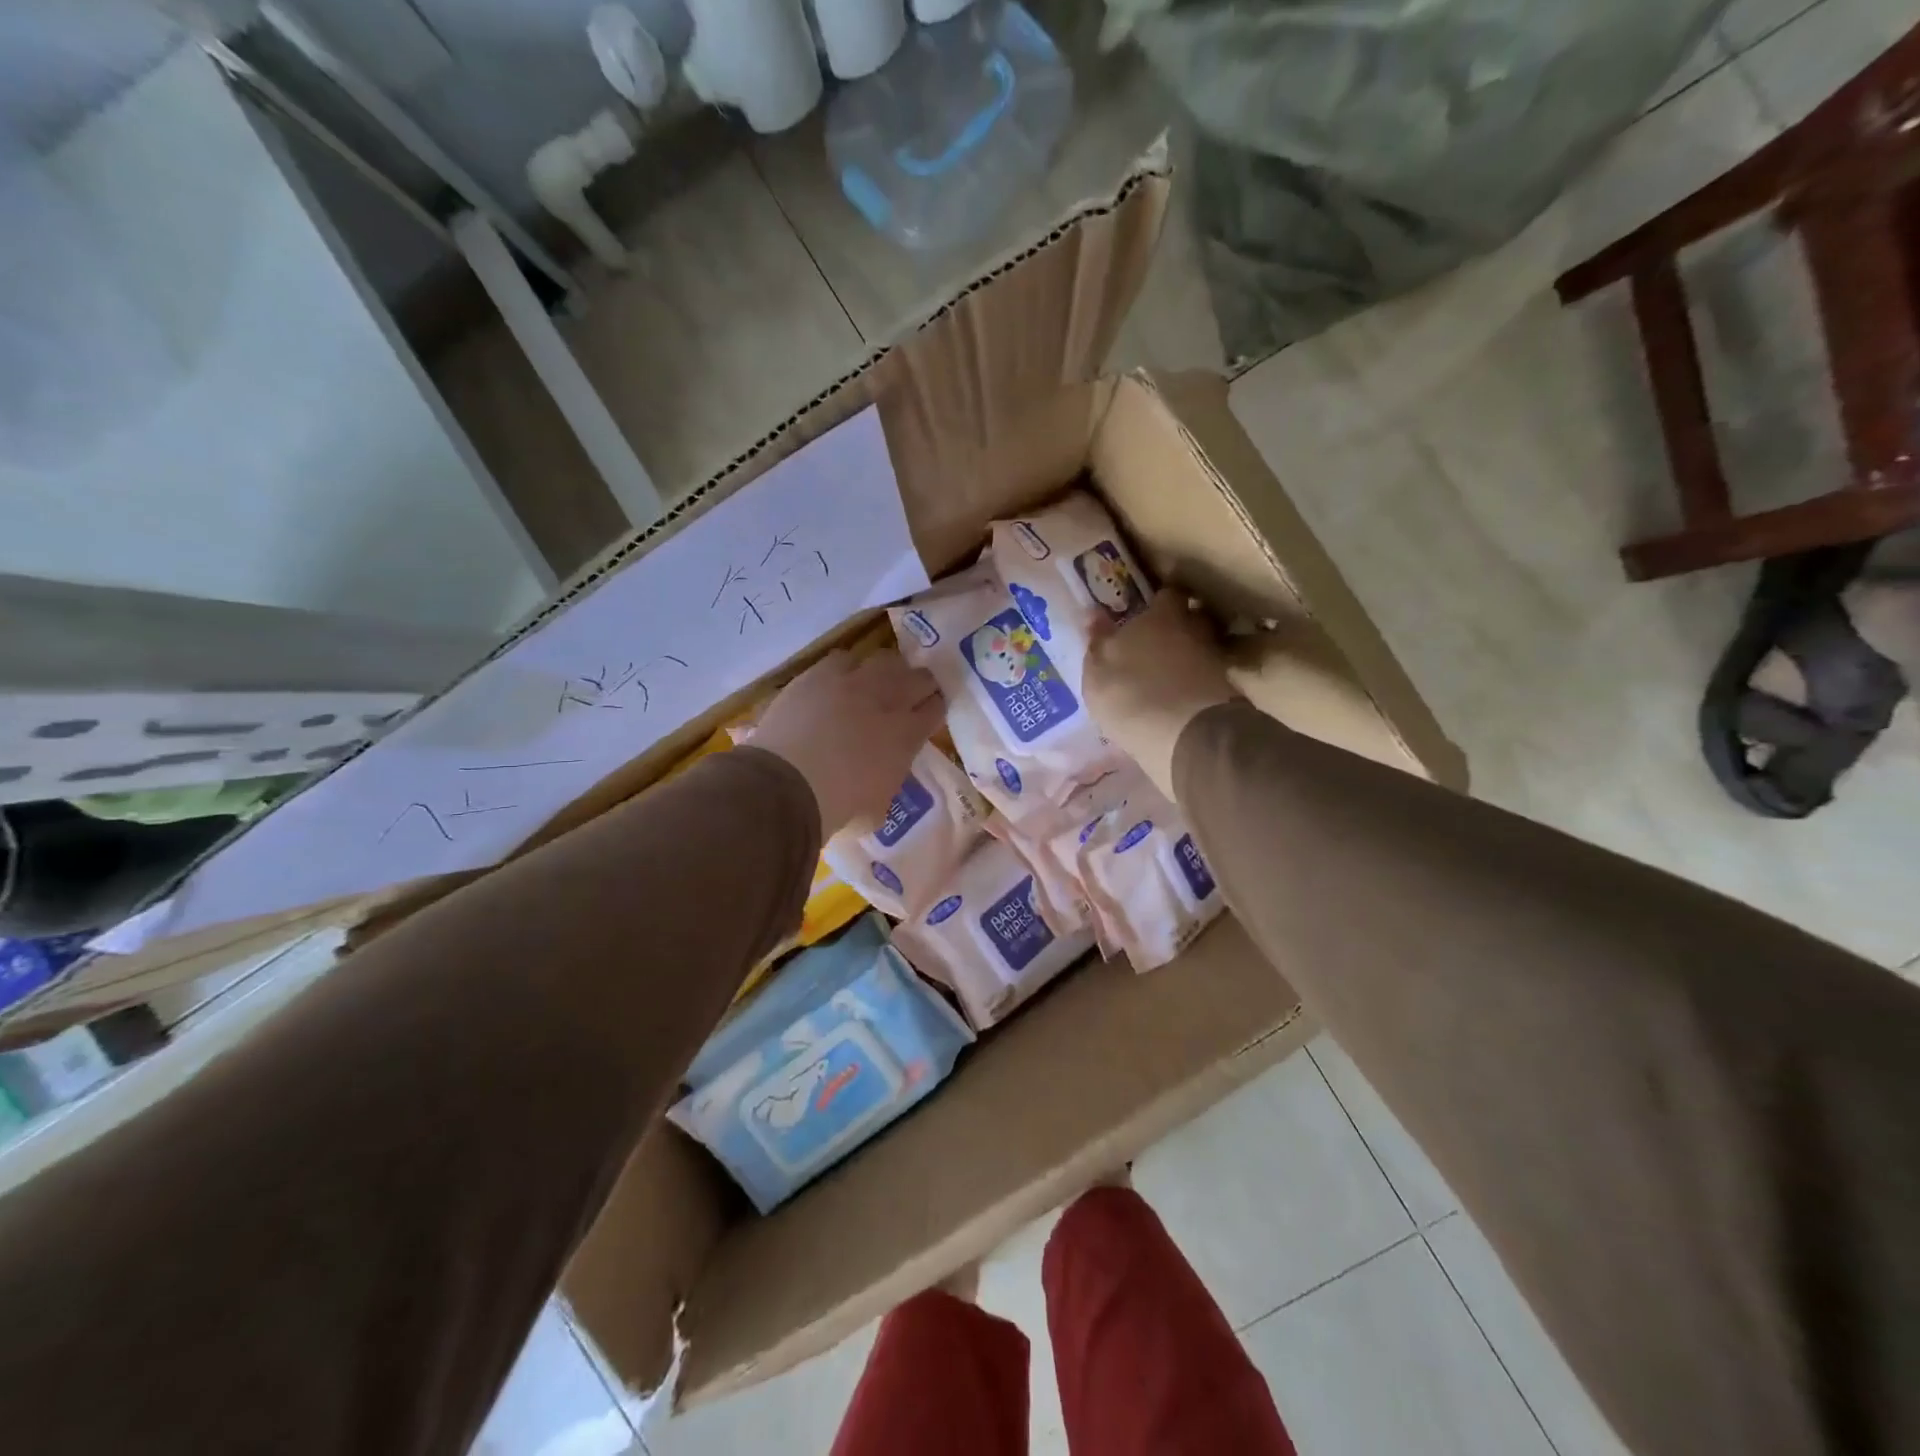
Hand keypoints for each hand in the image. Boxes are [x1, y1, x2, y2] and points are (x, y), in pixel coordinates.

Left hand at [749, 649, 944, 832]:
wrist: (787, 785)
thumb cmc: (837, 808)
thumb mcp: (877, 808)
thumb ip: (888, 783)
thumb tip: (884, 777)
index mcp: (907, 736)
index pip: (935, 708)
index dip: (934, 708)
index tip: (929, 712)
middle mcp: (889, 701)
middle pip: (919, 677)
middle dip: (920, 684)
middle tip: (912, 692)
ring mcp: (854, 682)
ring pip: (886, 660)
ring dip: (888, 670)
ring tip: (879, 680)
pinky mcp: (818, 675)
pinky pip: (843, 659)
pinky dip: (847, 667)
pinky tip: (840, 679)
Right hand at [1084, 593, 1235, 800]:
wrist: (1184, 738)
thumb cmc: (1130, 695)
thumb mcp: (1097, 671)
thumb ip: (1097, 641)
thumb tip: (1094, 613)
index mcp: (1162, 616)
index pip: (1169, 594)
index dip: (1161, 601)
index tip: (1151, 609)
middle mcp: (1195, 630)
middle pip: (1193, 618)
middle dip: (1180, 626)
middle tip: (1160, 641)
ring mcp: (1215, 661)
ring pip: (1202, 649)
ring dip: (1189, 657)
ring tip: (1169, 674)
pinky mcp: (1227, 693)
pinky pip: (1207, 679)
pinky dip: (1197, 684)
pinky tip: (1181, 698)